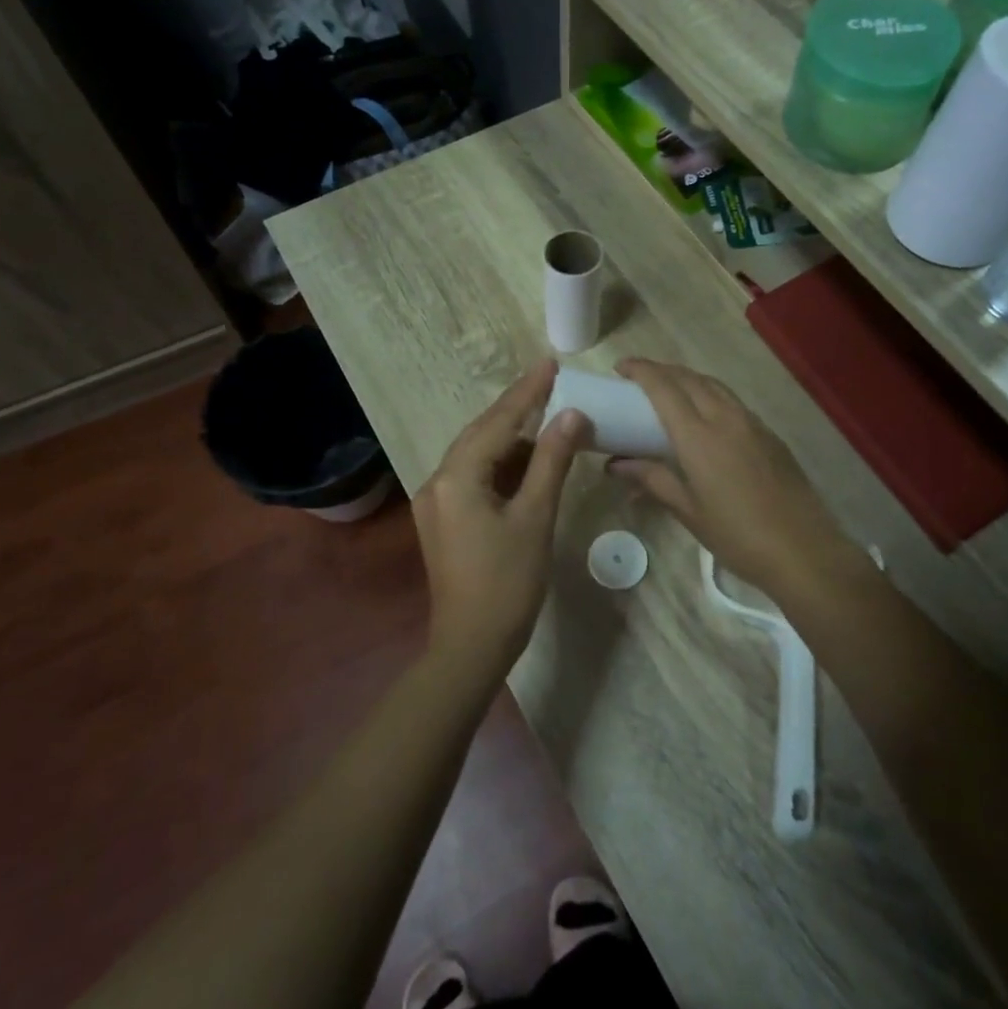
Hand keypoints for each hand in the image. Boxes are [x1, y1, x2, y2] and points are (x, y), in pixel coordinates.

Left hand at [412, 360, 587, 678]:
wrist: (471, 646)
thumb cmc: (508, 583)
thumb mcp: (536, 517)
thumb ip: (552, 461)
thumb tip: (572, 414)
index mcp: (456, 477)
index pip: (497, 422)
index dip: (526, 392)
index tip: (549, 363)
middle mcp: (437, 481)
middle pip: (481, 433)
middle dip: (516, 408)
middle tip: (549, 382)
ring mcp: (436, 502)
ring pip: (477, 455)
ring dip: (510, 438)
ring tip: (547, 418)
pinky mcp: (443, 520)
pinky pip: (474, 477)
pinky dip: (501, 465)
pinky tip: (527, 461)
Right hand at [609, 359, 862, 605]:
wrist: (802, 549)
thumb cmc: (736, 535)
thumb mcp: (688, 511)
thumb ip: (653, 480)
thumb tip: (617, 465)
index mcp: (699, 437)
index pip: (664, 388)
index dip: (641, 371)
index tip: (621, 367)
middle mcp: (725, 418)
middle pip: (690, 379)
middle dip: (662, 370)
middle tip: (639, 378)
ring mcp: (752, 424)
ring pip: (715, 386)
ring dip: (688, 379)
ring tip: (669, 390)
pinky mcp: (770, 435)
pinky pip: (733, 402)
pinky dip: (711, 395)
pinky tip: (706, 415)